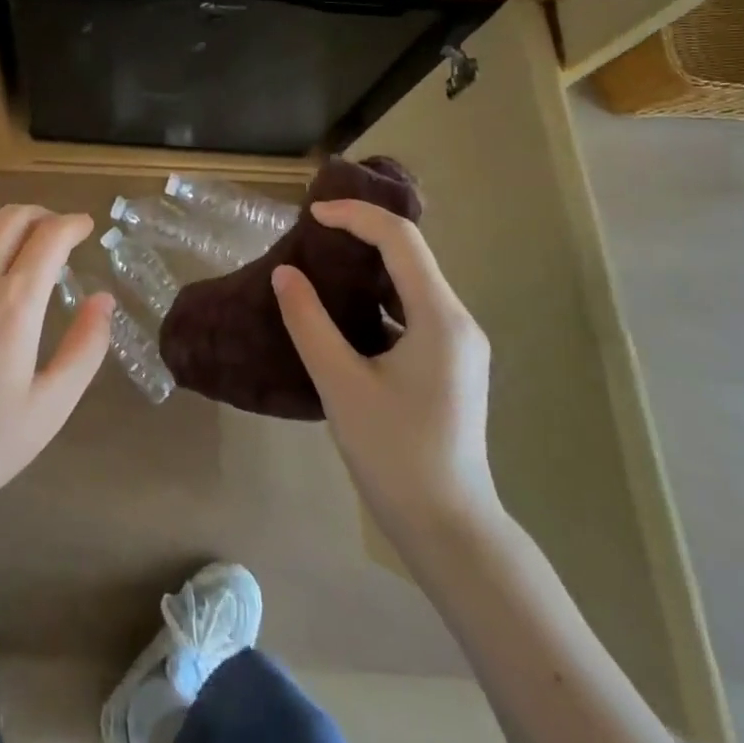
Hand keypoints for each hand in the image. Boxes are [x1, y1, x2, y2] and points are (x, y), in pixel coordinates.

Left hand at [0, 206, 112, 527]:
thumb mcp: (52, 405)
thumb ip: (86, 347)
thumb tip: (103, 300)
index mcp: (14, 304)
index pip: (49, 237)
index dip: (72, 224)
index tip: (85, 226)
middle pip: (10, 218)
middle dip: (41, 216)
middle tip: (58, 232)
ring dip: (3, 224)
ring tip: (19, 245)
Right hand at [271, 198, 498, 546]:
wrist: (448, 527)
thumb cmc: (394, 453)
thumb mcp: (340, 383)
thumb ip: (309, 322)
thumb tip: (285, 274)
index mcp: (440, 318)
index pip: (400, 240)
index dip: (355, 216)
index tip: (311, 215)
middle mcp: (458, 321)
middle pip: (410, 255)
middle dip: (360, 234)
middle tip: (310, 233)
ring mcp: (457, 344)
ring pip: (410, 283)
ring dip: (367, 266)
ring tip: (319, 264)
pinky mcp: (449, 363)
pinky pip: (411, 311)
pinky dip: (376, 298)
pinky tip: (341, 311)